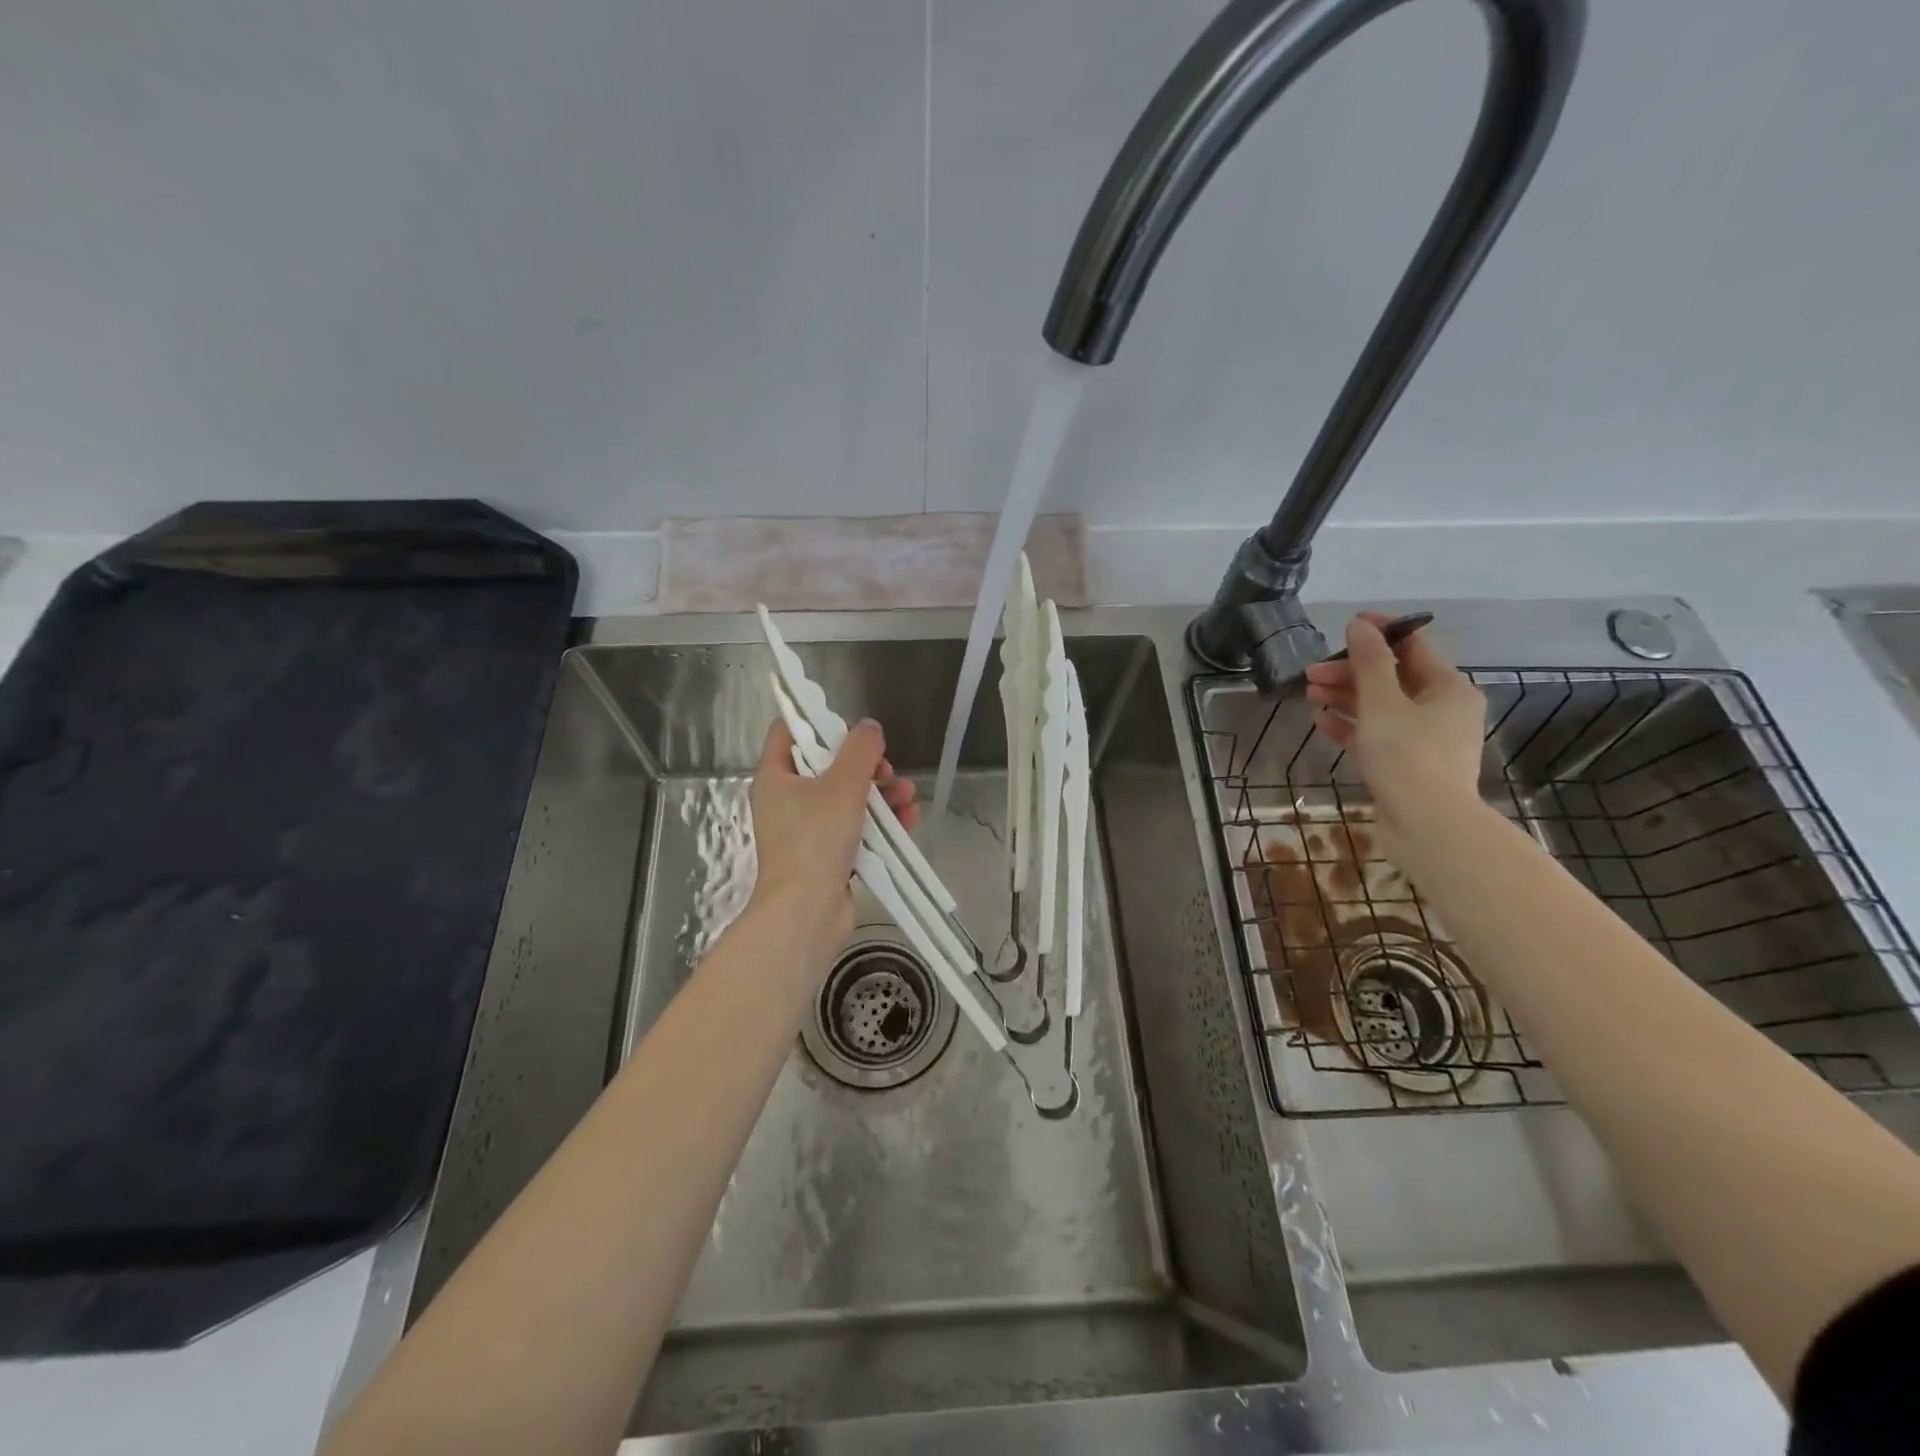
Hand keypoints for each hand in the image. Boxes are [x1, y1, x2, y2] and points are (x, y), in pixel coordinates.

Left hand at [747, 718, 917, 965]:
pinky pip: (856, 828)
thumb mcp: (842, 786)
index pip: (789, 731)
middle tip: (885, 769)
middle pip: (826, 765)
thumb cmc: (815, 840)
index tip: (852, 729)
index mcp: (776, 777)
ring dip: (880, 793)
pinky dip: (880, 821)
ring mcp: (807, 830)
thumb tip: (870, 727)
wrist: (806, 914)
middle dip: (863, 764)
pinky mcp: (827, 855)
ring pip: (847, 798)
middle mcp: (787, 800)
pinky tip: (909, 818)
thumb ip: (860, 750)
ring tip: (907, 795)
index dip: (819, 722)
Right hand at [1302, 613, 1485, 845]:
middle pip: (1391, 678)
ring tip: (1310, 694)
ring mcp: (1424, 739)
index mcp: (1447, 688)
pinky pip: (1375, 735)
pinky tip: (1322, 722)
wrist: (1427, 825)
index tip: (1347, 626)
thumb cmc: (1408, 756)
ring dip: (1345, 697)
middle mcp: (1441, 709)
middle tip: (1311, 673)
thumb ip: (1369, 663)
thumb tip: (1360, 627)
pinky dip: (1350, 726)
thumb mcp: (1383, 703)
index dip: (1380, 633)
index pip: (1413, 646)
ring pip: (1380, 707)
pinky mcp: (1405, 764)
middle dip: (1350, 672)